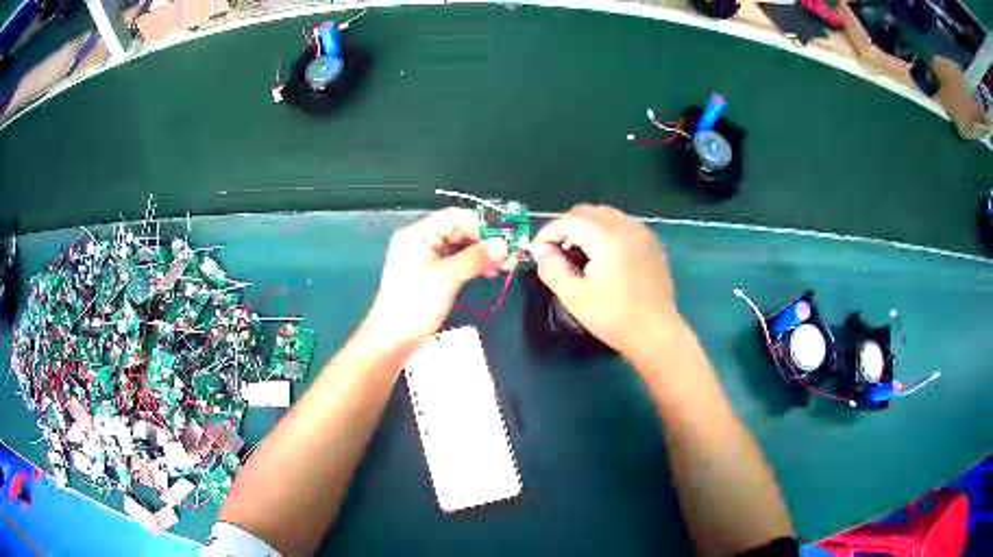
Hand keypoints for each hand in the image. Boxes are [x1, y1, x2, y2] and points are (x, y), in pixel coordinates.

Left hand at [366, 208, 508, 344]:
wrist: (393, 339)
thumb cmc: (416, 304)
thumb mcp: (447, 278)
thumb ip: (475, 258)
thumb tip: (504, 244)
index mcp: (417, 234)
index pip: (454, 217)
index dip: (482, 224)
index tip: (507, 236)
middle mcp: (420, 240)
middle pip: (458, 230)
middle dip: (485, 240)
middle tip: (510, 254)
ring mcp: (425, 257)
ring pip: (459, 246)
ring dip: (482, 252)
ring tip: (504, 265)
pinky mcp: (431, 273)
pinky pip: (456, 260)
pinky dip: (473, 263)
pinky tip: (488, 272)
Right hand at [531, 204, 683, 357]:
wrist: (655, 332)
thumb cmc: (613, 317)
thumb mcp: (574, 296)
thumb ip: (552, 268)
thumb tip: (540, 250)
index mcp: (606, 237)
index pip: (568, 221)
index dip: (547, 233)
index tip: (537, 251)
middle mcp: (625, 226)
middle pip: (586, 212)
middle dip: (566, 227)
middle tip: (554, 251)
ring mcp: (642, 232)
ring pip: (605, 215)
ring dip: (585, 227)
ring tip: (577, 253)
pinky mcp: (651, 242)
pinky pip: (621, 224)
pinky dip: (604, 231)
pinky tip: (601, 255)